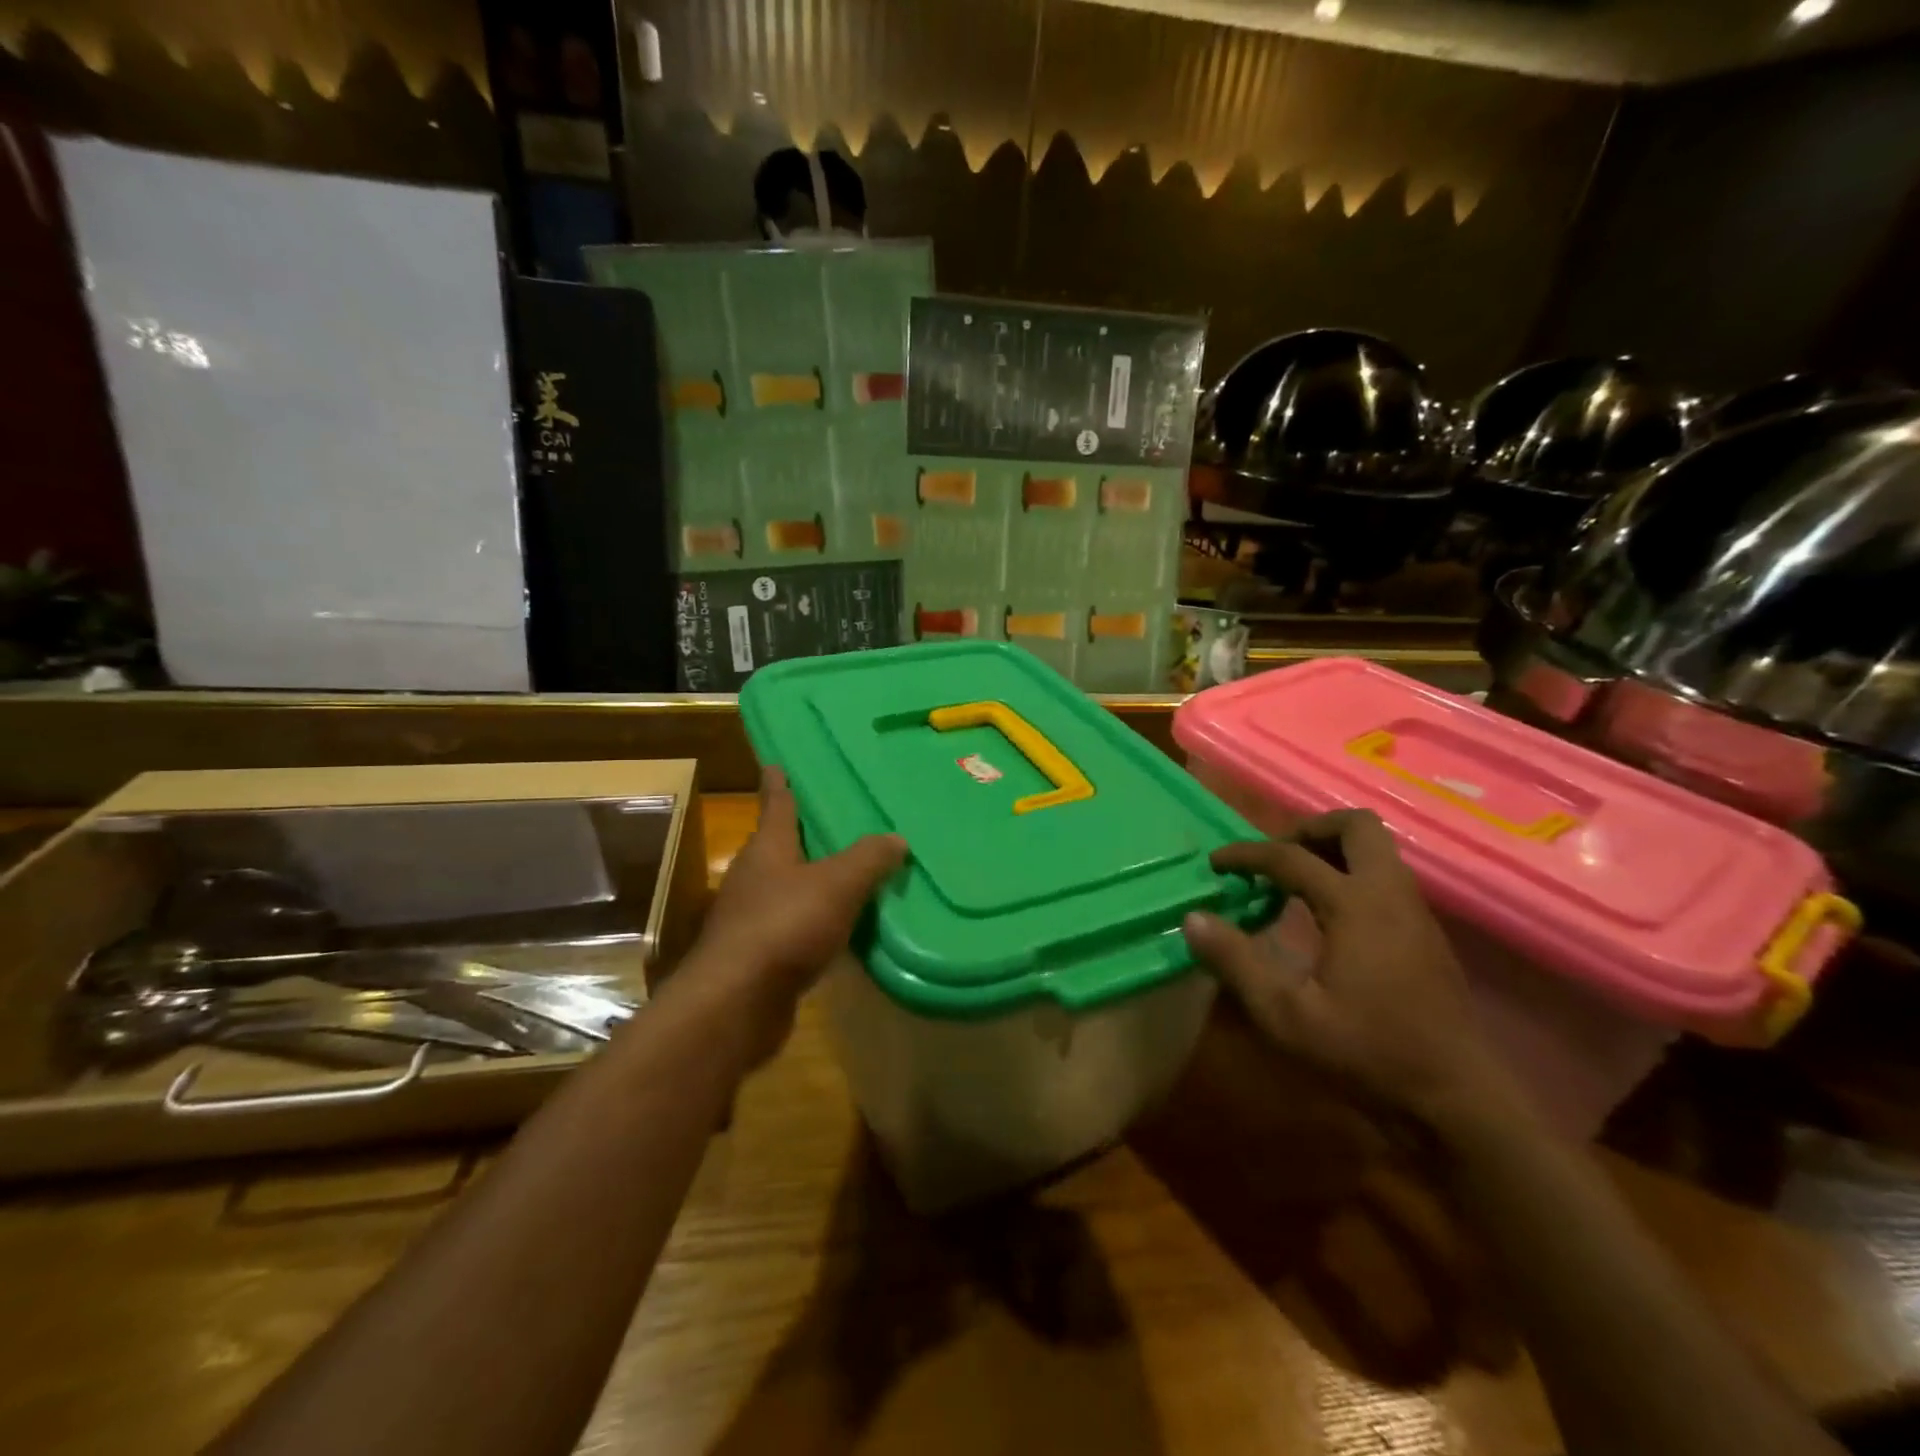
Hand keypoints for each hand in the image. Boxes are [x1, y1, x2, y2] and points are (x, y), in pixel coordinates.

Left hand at [696, 768, 905, 1013]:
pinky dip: (814, 921)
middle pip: (778, 847)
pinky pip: (793, 926)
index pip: (775, 805)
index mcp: (767, 849)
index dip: (778, 784)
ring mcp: (751, 918)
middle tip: (832, 820)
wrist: (738, 1002)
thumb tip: (896, 839)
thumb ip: (868, 859)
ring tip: (846, 874)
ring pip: (786, 888)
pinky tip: (839, 929)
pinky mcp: (758, 955)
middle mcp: (754, 878)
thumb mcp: (837, 884)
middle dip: (800, 834)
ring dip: (810, 881)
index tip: (775, 763)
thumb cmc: (785, 925)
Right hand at [1181, 810, 1514, 1124]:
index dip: (1247, 855)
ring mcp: (1416, 914)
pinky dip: (1351, 876)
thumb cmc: (1368, 1055)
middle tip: (1274, 858)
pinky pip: (1386, 879)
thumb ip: (1236, 962)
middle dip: (1309, 829)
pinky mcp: (1427, 936)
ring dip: (1333, 851)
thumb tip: (1192, 918)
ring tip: (1294, 884)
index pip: (1291, 857)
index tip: (1216, 864)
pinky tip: (1328, 919)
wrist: (1458, 1101)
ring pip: (1378, 850)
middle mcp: (1391, 896)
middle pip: (1357, 826)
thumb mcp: (1286, 1015)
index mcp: (1357, 905)